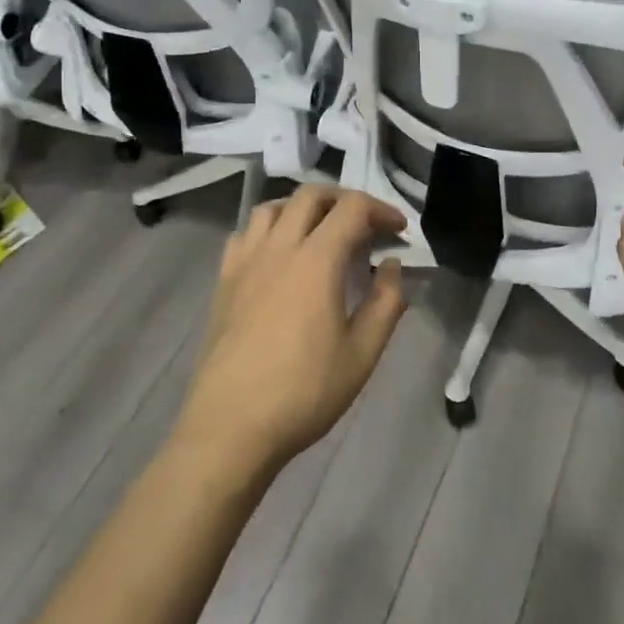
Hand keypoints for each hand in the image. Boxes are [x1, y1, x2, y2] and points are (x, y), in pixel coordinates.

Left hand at [173, 184, 407, 477]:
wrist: (230, 428)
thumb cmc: (304, 393)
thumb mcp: (362, 354)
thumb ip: (386, 302)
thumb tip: (391, 265)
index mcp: (316, 261)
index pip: (352, 208)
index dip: (381, 210)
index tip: (399, 231)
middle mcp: (278, 248)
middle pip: (311, 196)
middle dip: (345, 200)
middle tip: (366, 225)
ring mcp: (245, 262)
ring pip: (273, 207)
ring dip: (304, 208)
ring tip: (323, 232)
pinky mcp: (223, 281)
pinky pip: (246, 234)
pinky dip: (270, 228)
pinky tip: (280, 255)